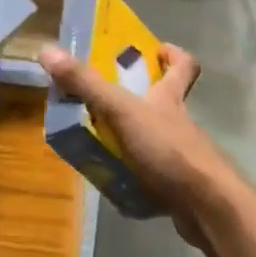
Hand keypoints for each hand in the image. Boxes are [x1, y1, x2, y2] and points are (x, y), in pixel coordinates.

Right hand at [37, 41, 240, 241]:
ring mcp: (181, 156)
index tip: (156, 50)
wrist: (207, 206)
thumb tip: (48, 50)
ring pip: (156, 140)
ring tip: (97, 143)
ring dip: (132, 140)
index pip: (183, 66)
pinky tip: (113, 185)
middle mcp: (179, 123)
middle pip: (166, 102)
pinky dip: (135, 179)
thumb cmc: (168, 149)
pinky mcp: (180, 187)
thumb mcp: (122, 111)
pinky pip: (153, 178)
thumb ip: (87, 84)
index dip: (172, 55)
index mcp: (171, 98)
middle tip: (104, 99)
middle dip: (140, 99)